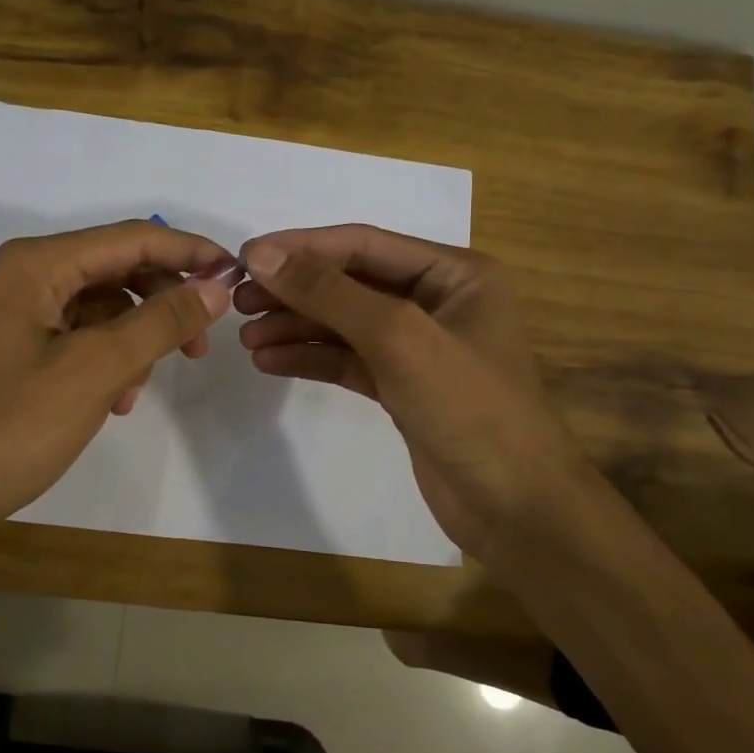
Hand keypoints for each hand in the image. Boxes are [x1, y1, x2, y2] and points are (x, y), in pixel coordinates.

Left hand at [0, 220, 239, 544]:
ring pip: (107, 307)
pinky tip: (117, 401)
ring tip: (141, 387)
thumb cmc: (13, 424)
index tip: (238, 275)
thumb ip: (161, 322)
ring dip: (138, 341)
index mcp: (39, 264)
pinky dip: (111, 362)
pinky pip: (86, 337)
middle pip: (120, 270)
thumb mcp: (97, 369)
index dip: (189, 252)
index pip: (132, 239)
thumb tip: (217, 286)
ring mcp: (25, 312)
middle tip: (203, 342)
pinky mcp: (26, 348)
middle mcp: (30, 275)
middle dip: (165, 302)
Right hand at [236, 224, 582, 561]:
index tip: (244, 257)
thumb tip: (260, 253)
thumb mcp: (398, 337)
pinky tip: (270, 361)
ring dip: (296, 326)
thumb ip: (329, 292)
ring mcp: (419, 347)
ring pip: (344, 324)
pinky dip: (310, 358)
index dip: (302, 247)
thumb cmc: (469, 407)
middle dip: (294, 291)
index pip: (363, 244)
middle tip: (238, 304)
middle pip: (350, 283)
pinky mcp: (402, 387)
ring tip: (246, 338)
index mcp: (454, 273)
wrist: (515, 508)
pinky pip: (347, 360)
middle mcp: (437, 301)